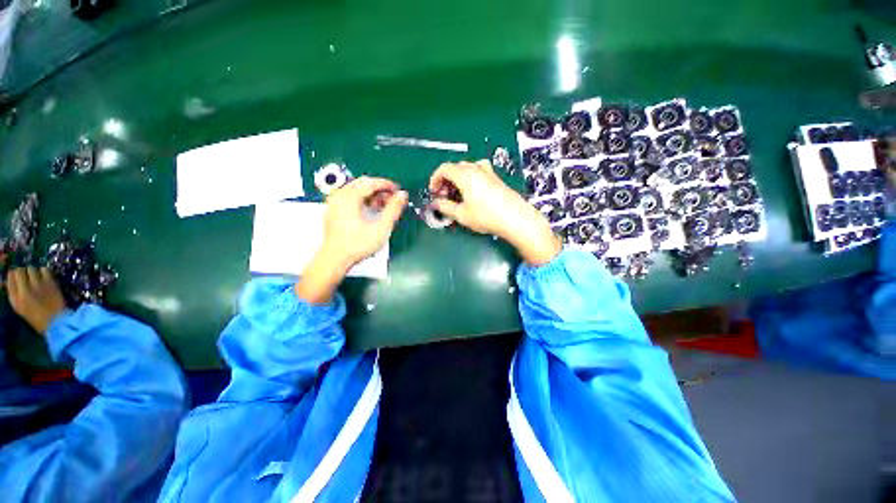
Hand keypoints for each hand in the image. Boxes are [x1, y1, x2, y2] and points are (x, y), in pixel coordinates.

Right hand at [6, 267, 68, 335]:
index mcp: (14, 298)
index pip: (10, 279)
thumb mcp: (21, 308)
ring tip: (37, 276)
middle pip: (20, 271)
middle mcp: (24, 289)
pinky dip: (44, 271)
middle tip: (29, 276)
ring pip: (32, 269)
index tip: (18, 276)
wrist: (56, 323)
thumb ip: (16, 294)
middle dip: (24, 272)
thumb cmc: (38, 319)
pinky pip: (45, 270)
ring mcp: (37, 285)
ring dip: (34, 271)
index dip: (14, 275)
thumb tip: (13, 279)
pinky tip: (46, 276)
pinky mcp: (50, 283)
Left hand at [296, 177, 407, 303]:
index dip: (387, 184)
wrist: (335, 259)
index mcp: (349, 197)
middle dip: (379, 189)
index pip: (371, 182)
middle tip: (392, 198)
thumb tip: (402, 195)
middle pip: (362, 183)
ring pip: (356, 190)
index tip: (398, 190)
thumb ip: (393, 209)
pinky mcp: (333, 210)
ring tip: (383, 206)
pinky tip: (370, 210)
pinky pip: (350, 197)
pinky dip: (362, 200)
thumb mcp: (381, 228)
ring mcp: (334, 203)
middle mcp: (339, 196)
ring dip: (371, 194)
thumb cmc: (357, 245)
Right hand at [429, 160, 561, 265]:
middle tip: (445, 196)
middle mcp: (476, 168)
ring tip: (458, 194)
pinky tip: (473, 193)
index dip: (435, 178)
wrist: (515, 217)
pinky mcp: (496, 178)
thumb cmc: (486, 216)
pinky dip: (470, 179)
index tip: (434, 192)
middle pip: (455, 167)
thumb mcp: (461, 215)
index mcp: (465, 175)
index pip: (444, 168)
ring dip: (458, 179)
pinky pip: (478, 172)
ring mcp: (488, 172)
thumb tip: (436, 203)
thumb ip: (445, 207)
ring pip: (467, 169)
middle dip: (446, 180)